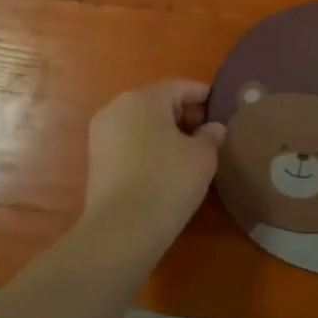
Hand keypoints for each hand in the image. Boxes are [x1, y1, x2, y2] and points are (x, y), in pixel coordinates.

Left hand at [81, 80, 226, 254]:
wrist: (121, 230)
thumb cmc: (167, 182)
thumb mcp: (203, 156)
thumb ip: (211, 136)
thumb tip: (212, 128)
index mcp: (144, 98)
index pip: (180, 87)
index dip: (204, 97)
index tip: (222, 113)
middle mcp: (117, 107)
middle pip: (158, 102)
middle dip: (184, 114)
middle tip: (208, 135)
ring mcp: (101, 133)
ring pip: (141, 122)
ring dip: (165, 131)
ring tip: (189, 153)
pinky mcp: (95, 158)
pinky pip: (129, 141)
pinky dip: (148, 146)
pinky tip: (165, 167)